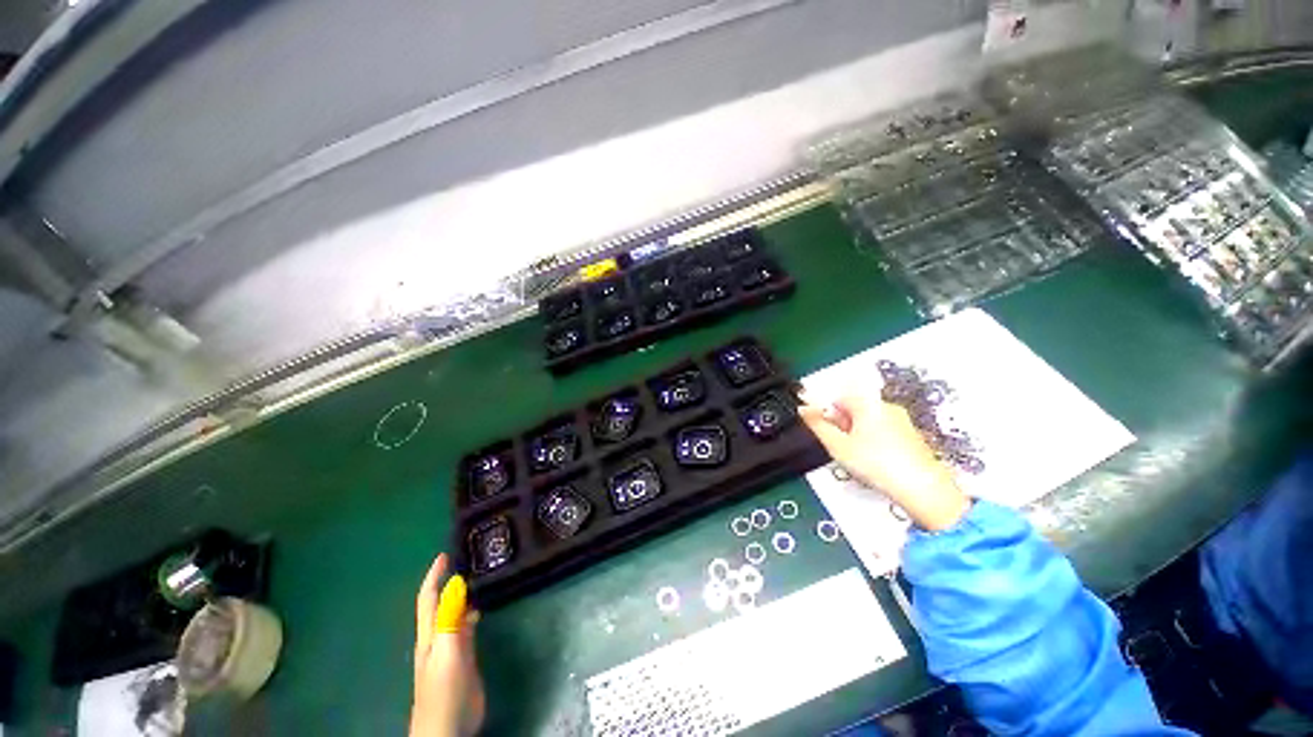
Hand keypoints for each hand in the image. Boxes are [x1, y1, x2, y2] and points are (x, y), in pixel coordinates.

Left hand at [411, 554, 484, 736]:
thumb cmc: (444, 689)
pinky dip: (470, 613)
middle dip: (447, 581)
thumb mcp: (447, 652)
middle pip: (440, 603)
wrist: (448, 727)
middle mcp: (437, 637)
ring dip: (460, 596)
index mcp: (429, 634)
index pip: (428, 598)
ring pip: (453, 614)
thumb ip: (451, 619)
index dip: (434, 576)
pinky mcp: (463, 659)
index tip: (444, 555)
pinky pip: (465, 627)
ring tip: (476, 578)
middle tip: (465, 560)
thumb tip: (457, 583)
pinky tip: (480, 610)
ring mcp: (450, 649)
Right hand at [800, 394, 969, 530]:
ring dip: (857, 435)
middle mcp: (886, 406)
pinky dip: (874, 442)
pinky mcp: (912, 435)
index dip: (826, 414)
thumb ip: (817, 424)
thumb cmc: (876, 464)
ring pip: (868, 421)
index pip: (837, 398)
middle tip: (840, 447)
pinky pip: (884, 431)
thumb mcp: (837, 445)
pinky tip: (875, 462)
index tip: (825, 432)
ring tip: (857, 458)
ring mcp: (902, 420)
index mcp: (867, 403)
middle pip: (853, 409)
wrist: (922, 489)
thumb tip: (803, 409)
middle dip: (842, 426)